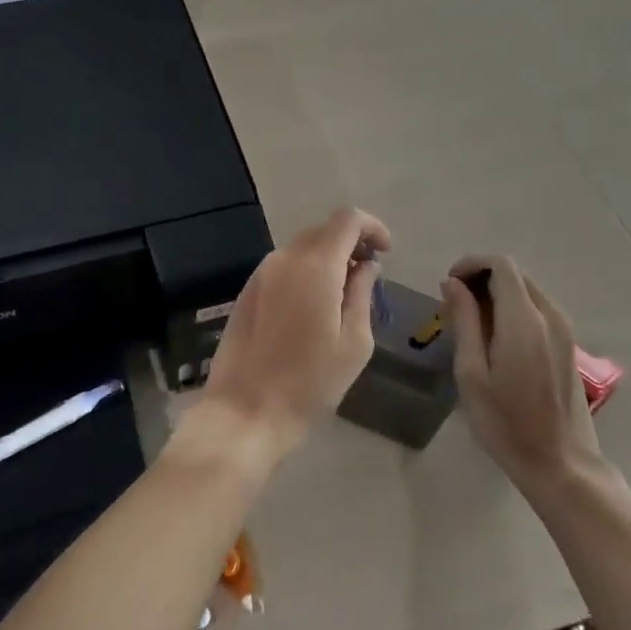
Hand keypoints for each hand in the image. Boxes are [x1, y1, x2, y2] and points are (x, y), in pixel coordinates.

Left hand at [197, 207, 391, 463]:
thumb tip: (366, 266)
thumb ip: (362, 294)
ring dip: (326, 259)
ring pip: (301, 248)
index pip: (347, 218)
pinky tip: (311, 307)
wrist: (245, 411)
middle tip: (367, 276)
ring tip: (342, 296)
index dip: (372, 227)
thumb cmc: (309, 383)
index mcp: (315, 266)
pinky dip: (304, 272)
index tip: (385, 253)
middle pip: (323, 230)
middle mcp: (284, 258)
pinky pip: (283, 266)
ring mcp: (261, 272)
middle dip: (350, 244)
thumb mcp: (354, 343)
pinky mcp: (247, 290)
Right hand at [444, 255, 603, 493]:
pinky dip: (512, 310)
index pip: (500, 264)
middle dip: (480, 279)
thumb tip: (453, 283)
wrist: (561, 465)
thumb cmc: (506, 423)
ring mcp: (564, 330)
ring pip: (526, 291)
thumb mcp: (472, 373)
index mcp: (524, 320)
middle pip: (513, 274)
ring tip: (470, 327)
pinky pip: (537, 310)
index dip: (471, 264)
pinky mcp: (567, 345)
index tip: (448, 287)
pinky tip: (495, 341)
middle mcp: (550, 316)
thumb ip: (464, 321)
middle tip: (453, 310)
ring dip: (496, 295)